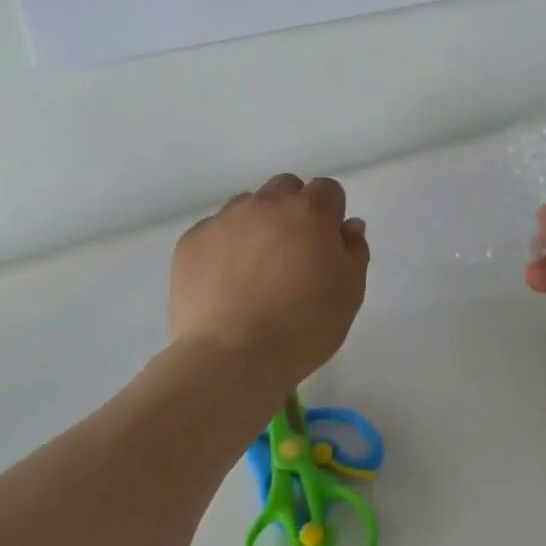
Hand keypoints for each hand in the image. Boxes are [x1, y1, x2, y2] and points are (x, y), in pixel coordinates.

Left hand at [170, 174, 369, 387]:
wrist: (231, 356)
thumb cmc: (303, 327)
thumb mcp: (349, 294)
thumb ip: (354, 251)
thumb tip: (348, 225)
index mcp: (309, 212)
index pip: (327, 190)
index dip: (330, 215)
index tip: (326, 246)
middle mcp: (265, 204)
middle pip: (285, 189)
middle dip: (293, 210)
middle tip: (293, 254)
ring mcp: (224, 219)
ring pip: (246, 206)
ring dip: (257, 226)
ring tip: (255, 270)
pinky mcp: (191, 241)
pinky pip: (214, 231)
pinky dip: (223, 247)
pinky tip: (224, 283)